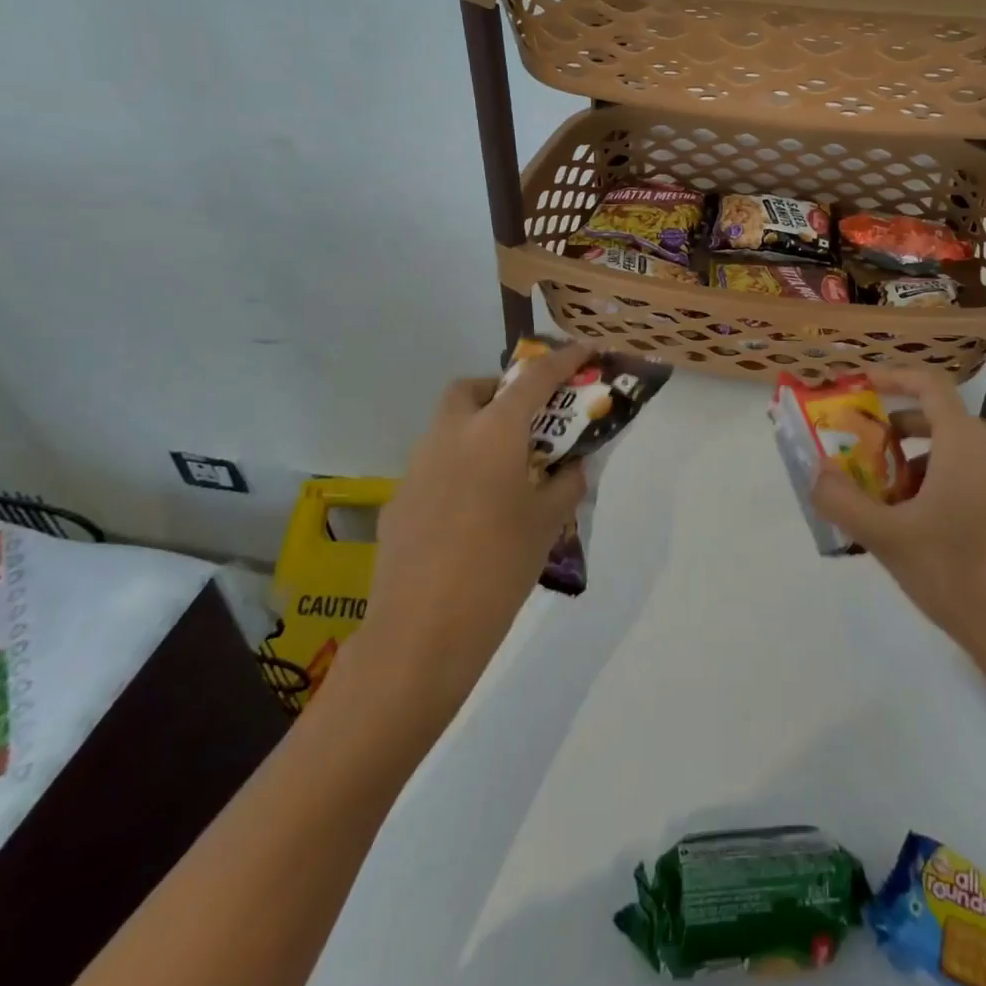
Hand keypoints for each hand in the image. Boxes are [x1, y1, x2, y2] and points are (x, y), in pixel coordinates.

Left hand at [347, 342, 593, 717]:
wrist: (422, 634)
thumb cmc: (499, 567)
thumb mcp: (548, 522)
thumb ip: (566, 483)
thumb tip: (570, 467)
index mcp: (493, 432)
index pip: (535, 378)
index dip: (564, 359)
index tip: (586, 350)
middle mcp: (450, 436)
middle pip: (471, 389)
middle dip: (500, 390)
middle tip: (529, 420)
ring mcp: (417, 467)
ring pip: (448, 427)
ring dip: (478, 429)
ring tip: (507, 470)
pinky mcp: (399, 501)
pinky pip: (434, 466)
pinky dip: (458, 468)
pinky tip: (473, 512)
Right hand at [809, 366, 985, 692]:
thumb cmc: (955, 577)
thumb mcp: (887, 539)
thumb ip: (842, 500)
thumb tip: (817, 472)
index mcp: (965, 444)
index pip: (929, 386)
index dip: (894, 377)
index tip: (863, 384)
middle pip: (942, 420)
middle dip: (899, 432)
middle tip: (868, 457)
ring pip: (961, 451)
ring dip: (922, 462)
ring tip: (895, 502)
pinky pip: (981, 474)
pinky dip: (949, 480)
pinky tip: (931, 525)